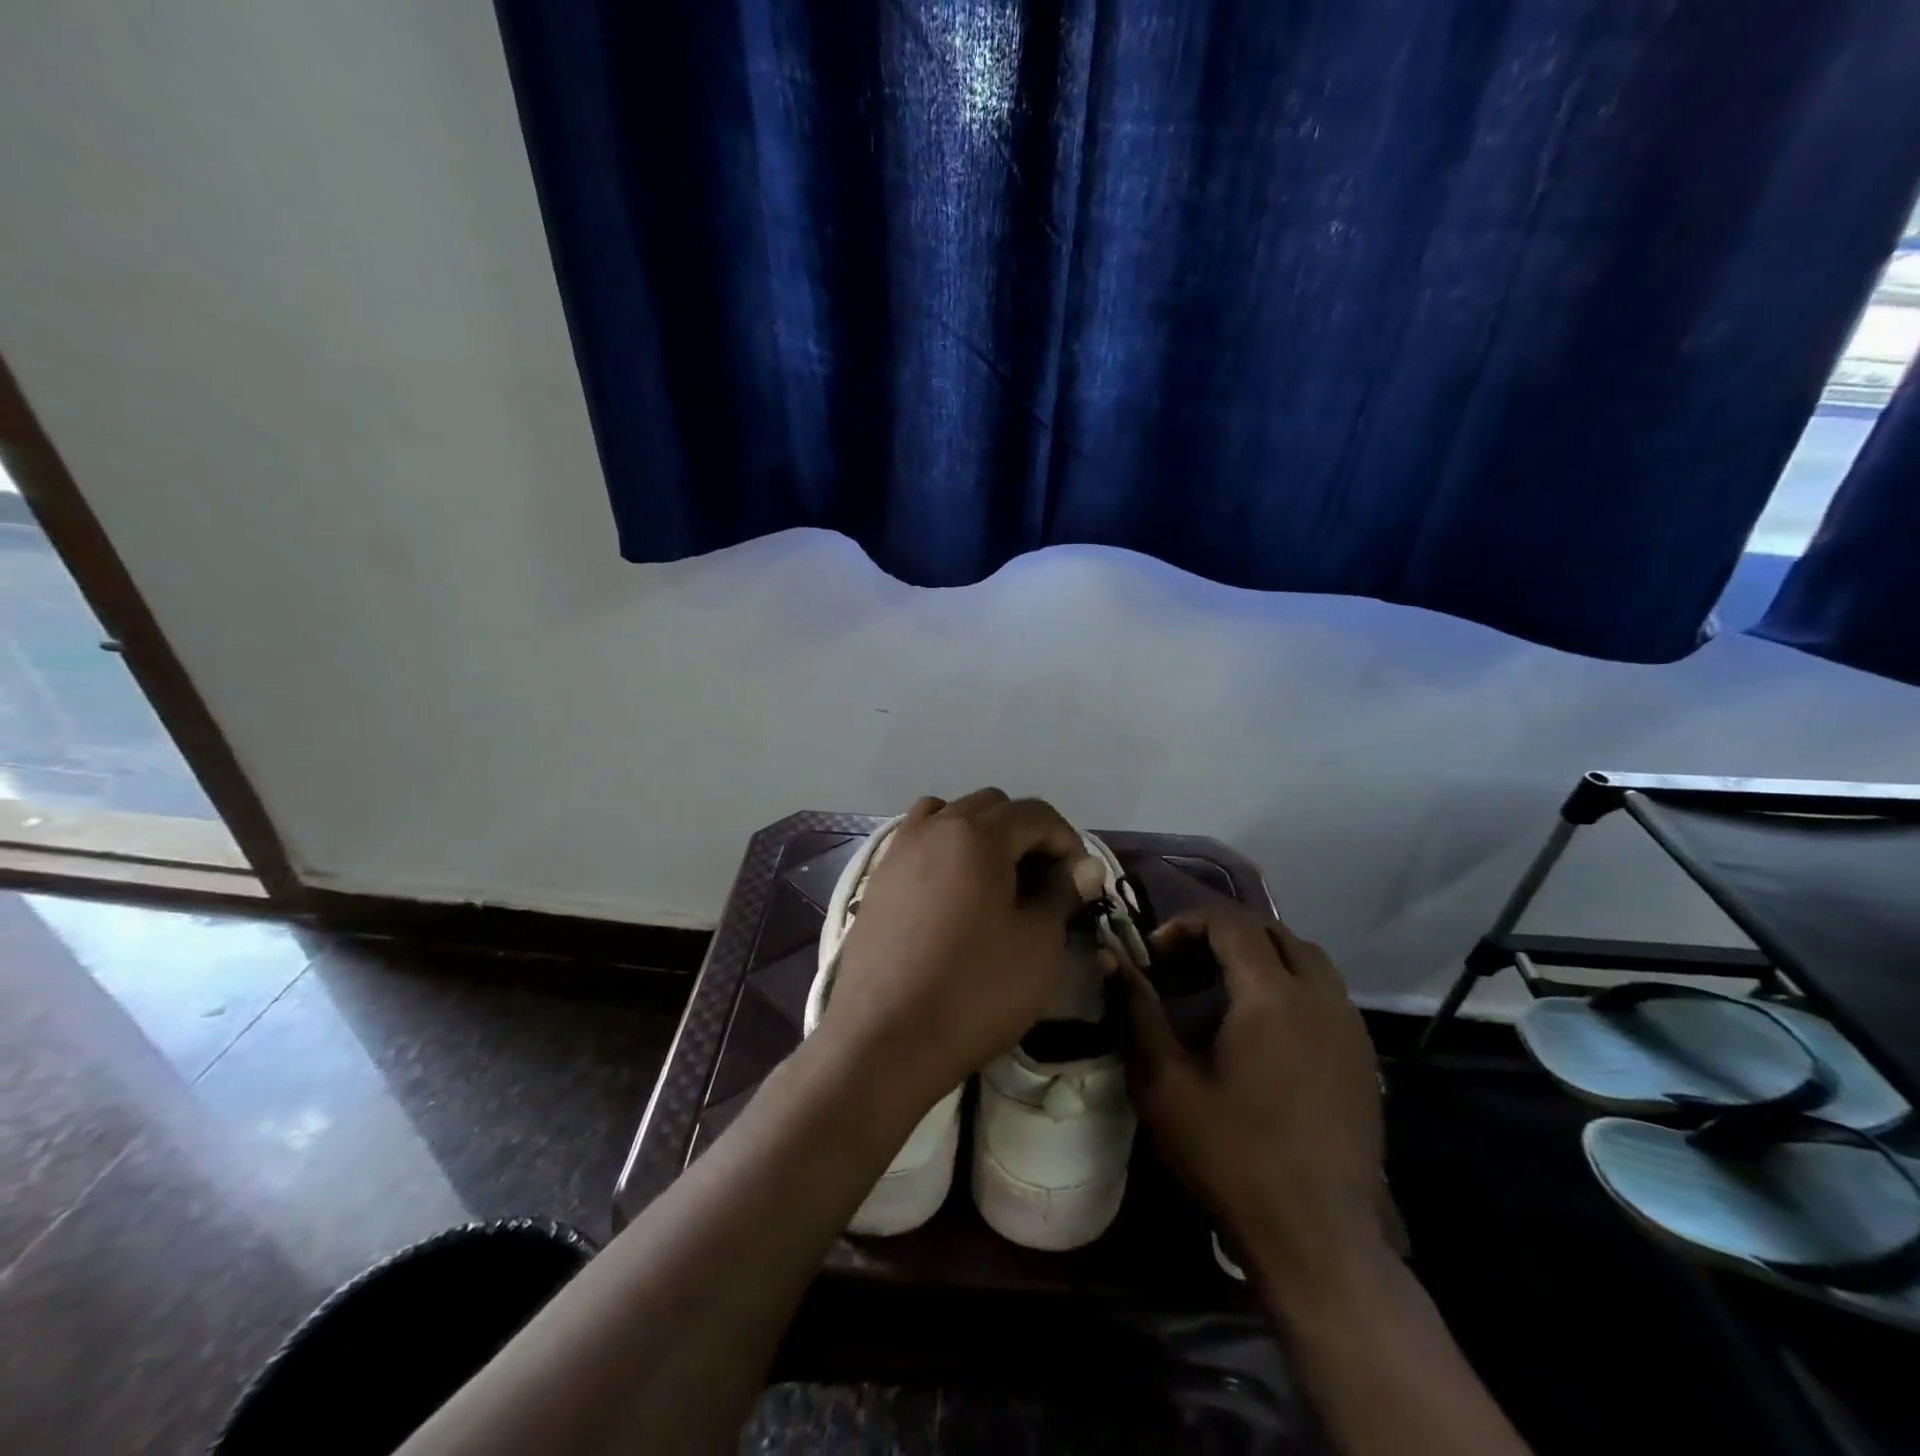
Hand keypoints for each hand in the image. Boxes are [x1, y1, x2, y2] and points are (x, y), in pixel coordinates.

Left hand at [819, 790, 1103, 1107]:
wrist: (884, 1040)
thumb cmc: (974, 991)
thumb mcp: (1038, 946)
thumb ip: (1062, 894)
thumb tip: (1084, 867)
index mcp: (978, 835)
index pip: (1036, 813)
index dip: (1067, 841)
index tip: (1080, 882)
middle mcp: (935, 827)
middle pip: (992, 807)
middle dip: (1026, 835)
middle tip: (1043, 883)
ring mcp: (900, 849)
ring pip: (951, 816)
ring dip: (982, 835)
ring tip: (997, 881)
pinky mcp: (878, 877)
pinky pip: (920, 841)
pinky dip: (946, 849)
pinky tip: (955, 895)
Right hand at [1120, 899, 1389, 1293]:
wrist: (1317, 1238)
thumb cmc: (1230, 1155)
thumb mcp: (1164, 1081)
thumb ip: (1136, 1009)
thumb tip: (1109, 956)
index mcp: (1272, 995)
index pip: (1230, 922)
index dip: (1186, 925)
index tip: (1154, 955)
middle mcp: (1319, 996)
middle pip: (1271, 930)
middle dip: (1221, 934)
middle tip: (1182, 966)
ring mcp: (1349, 1026)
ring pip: (1305, 957)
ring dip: (1260, 955)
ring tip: (1221, 988)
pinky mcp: (1363, 1057)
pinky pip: (1325, 992)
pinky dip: (1289, 984)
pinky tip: (1262, 1027)